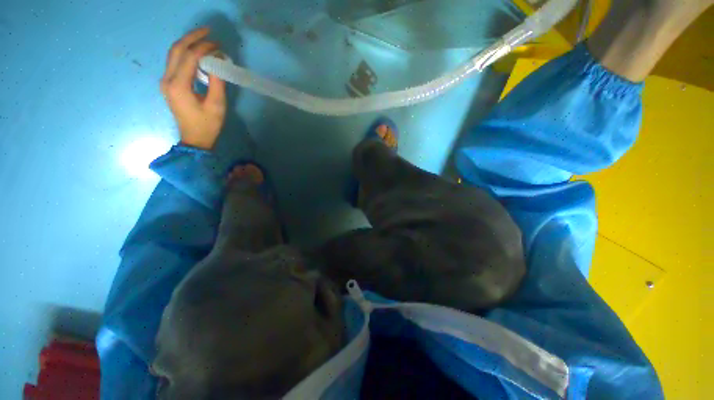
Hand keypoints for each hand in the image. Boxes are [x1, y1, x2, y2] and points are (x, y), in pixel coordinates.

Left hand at [160, 27, 225, 150]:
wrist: (194, 139)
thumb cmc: (207, 125)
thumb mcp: (217, 105)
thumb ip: (217, 82)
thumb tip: (218, 61)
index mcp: (178, 85)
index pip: (189, 56)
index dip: (204, 47)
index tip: (218, 44)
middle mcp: (167, 79)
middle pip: (176, 49)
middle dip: (192, 37)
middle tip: (208, 31)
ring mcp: (166, 81)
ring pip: (173, 53)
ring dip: (188, 43)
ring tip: (203, 38)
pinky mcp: (169, 84)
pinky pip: (175, 62)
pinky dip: (186, 53)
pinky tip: (197, 53)